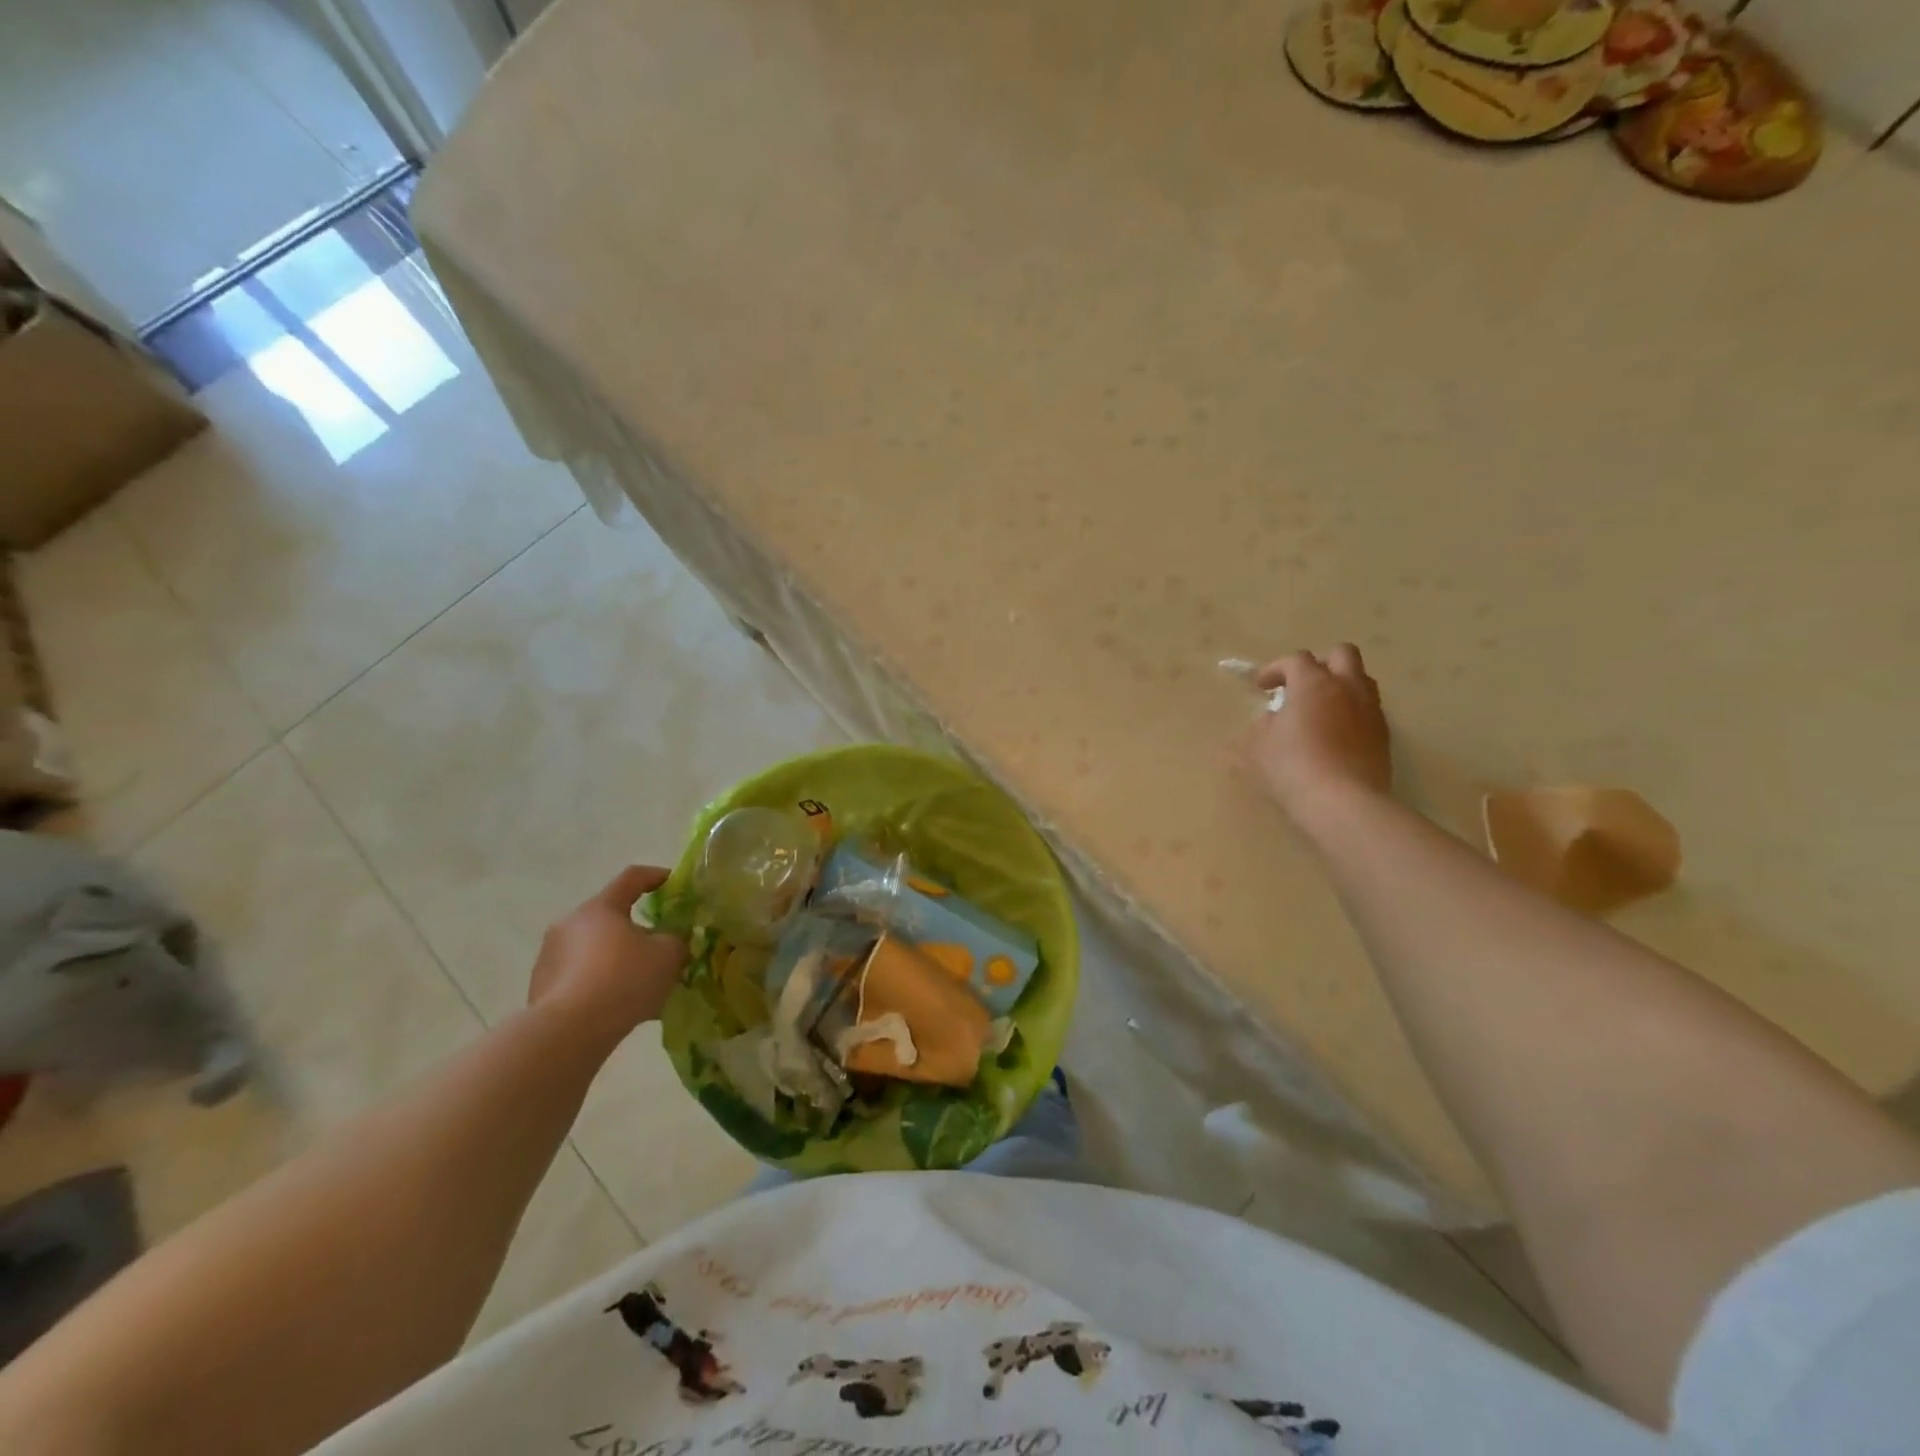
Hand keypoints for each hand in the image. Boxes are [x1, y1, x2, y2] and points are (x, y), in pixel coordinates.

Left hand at [528, 867, 687, 1042]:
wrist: (569, 1032)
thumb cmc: (624, 979)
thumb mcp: (668, 954)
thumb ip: (676, 940)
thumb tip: (671, 940)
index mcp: (601, 908)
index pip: (631, 878)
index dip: (655, 876)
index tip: (672, 882)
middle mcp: (569, 925)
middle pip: (610, 918)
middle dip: (637, 930)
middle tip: (660, 948)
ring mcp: (550, 957)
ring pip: (595, 951)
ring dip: (617, 960)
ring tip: (641, 986)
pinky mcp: (541, 989)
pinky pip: (580, 978)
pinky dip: (601, 985)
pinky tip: (620, 1007)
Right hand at [1247, 644, 1391, 829]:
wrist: (1343, 802)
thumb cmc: (1292, 767)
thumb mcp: (1258, 745)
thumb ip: (1263, 724)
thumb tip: (1273, 718)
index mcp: (1313, 683)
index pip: (1295, 659)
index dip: (1275, 669)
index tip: (1261, 687)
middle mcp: (1347, 687)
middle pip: (1342, 654)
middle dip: (1319, 664)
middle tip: (1300, 685)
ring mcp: (1370, 710)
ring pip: (1360, 680)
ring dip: (1340, 685)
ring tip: (1320, 709)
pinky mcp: (1383, 734)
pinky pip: (1368, 709)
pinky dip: (1351, 712)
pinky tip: (1335, 735)